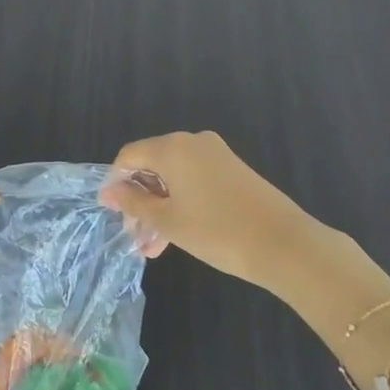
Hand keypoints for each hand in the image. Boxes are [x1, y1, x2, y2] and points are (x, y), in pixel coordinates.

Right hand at [98, 131, 324, 289]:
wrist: (282, 243)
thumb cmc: (216, 231)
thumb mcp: (167, 220)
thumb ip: (134, 202)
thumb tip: (108, 191)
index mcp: (172, 147)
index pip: (129, 156)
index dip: (116, 183)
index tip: (114, 214)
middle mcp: (193, 142)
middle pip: (152, 165)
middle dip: (140, 200)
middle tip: (135, 236)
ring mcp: (216, 154)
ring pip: (174, 177)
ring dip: (160, 208)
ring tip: (154, 247)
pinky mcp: (233, 170)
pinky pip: (195, 180)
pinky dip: (181, 203)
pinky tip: (177, 235)